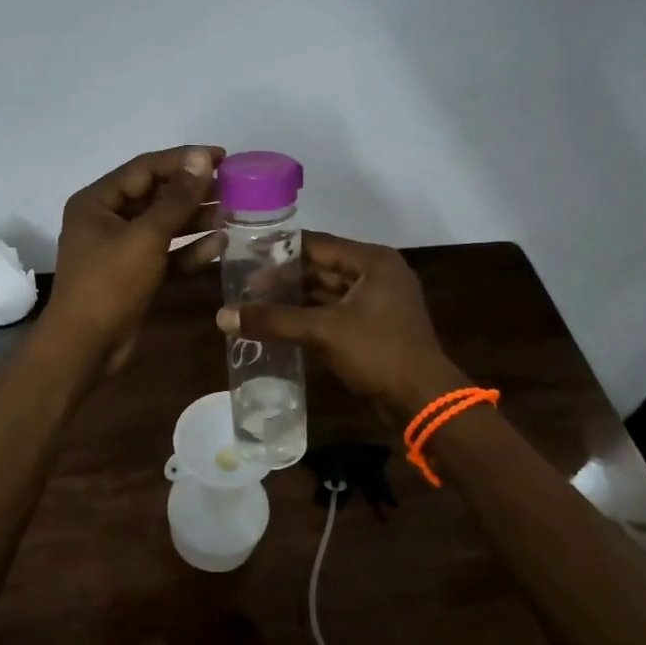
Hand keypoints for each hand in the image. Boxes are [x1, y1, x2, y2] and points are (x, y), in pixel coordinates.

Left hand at [43, 146, 226, 374]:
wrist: (85, 347)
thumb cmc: (109, 284)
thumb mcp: (146, 237)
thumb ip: (177, 199)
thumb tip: (202, 159)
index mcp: (97, 202)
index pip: (145, 168)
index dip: (184, 160)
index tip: (222, 157)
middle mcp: (106, 220)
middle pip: (155, 195)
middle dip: (193, 192)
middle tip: (233, 188)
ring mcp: (120, 250)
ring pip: (163, 226)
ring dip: (195, 220)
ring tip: (233, 214)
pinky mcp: (134, 276)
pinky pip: (165, 254)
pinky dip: (189, 250)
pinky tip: (220, 246)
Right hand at [216, 232, 462, 417]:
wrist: (422, 400)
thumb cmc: (378, 353)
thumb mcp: (323, 332)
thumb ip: (274, 320)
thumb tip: (223, 315)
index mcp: (373, 262)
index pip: (317, 244)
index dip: (280, 249)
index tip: (246, 254)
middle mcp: (377, 274)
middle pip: (321, 267)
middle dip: (285, 277)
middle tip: (245, 286)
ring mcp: (378, 301)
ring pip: (327, 291)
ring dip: (295, 298)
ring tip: (256, 304)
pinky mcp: (374, 326)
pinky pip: (334, 312)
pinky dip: (310, 316)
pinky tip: (280, 325)